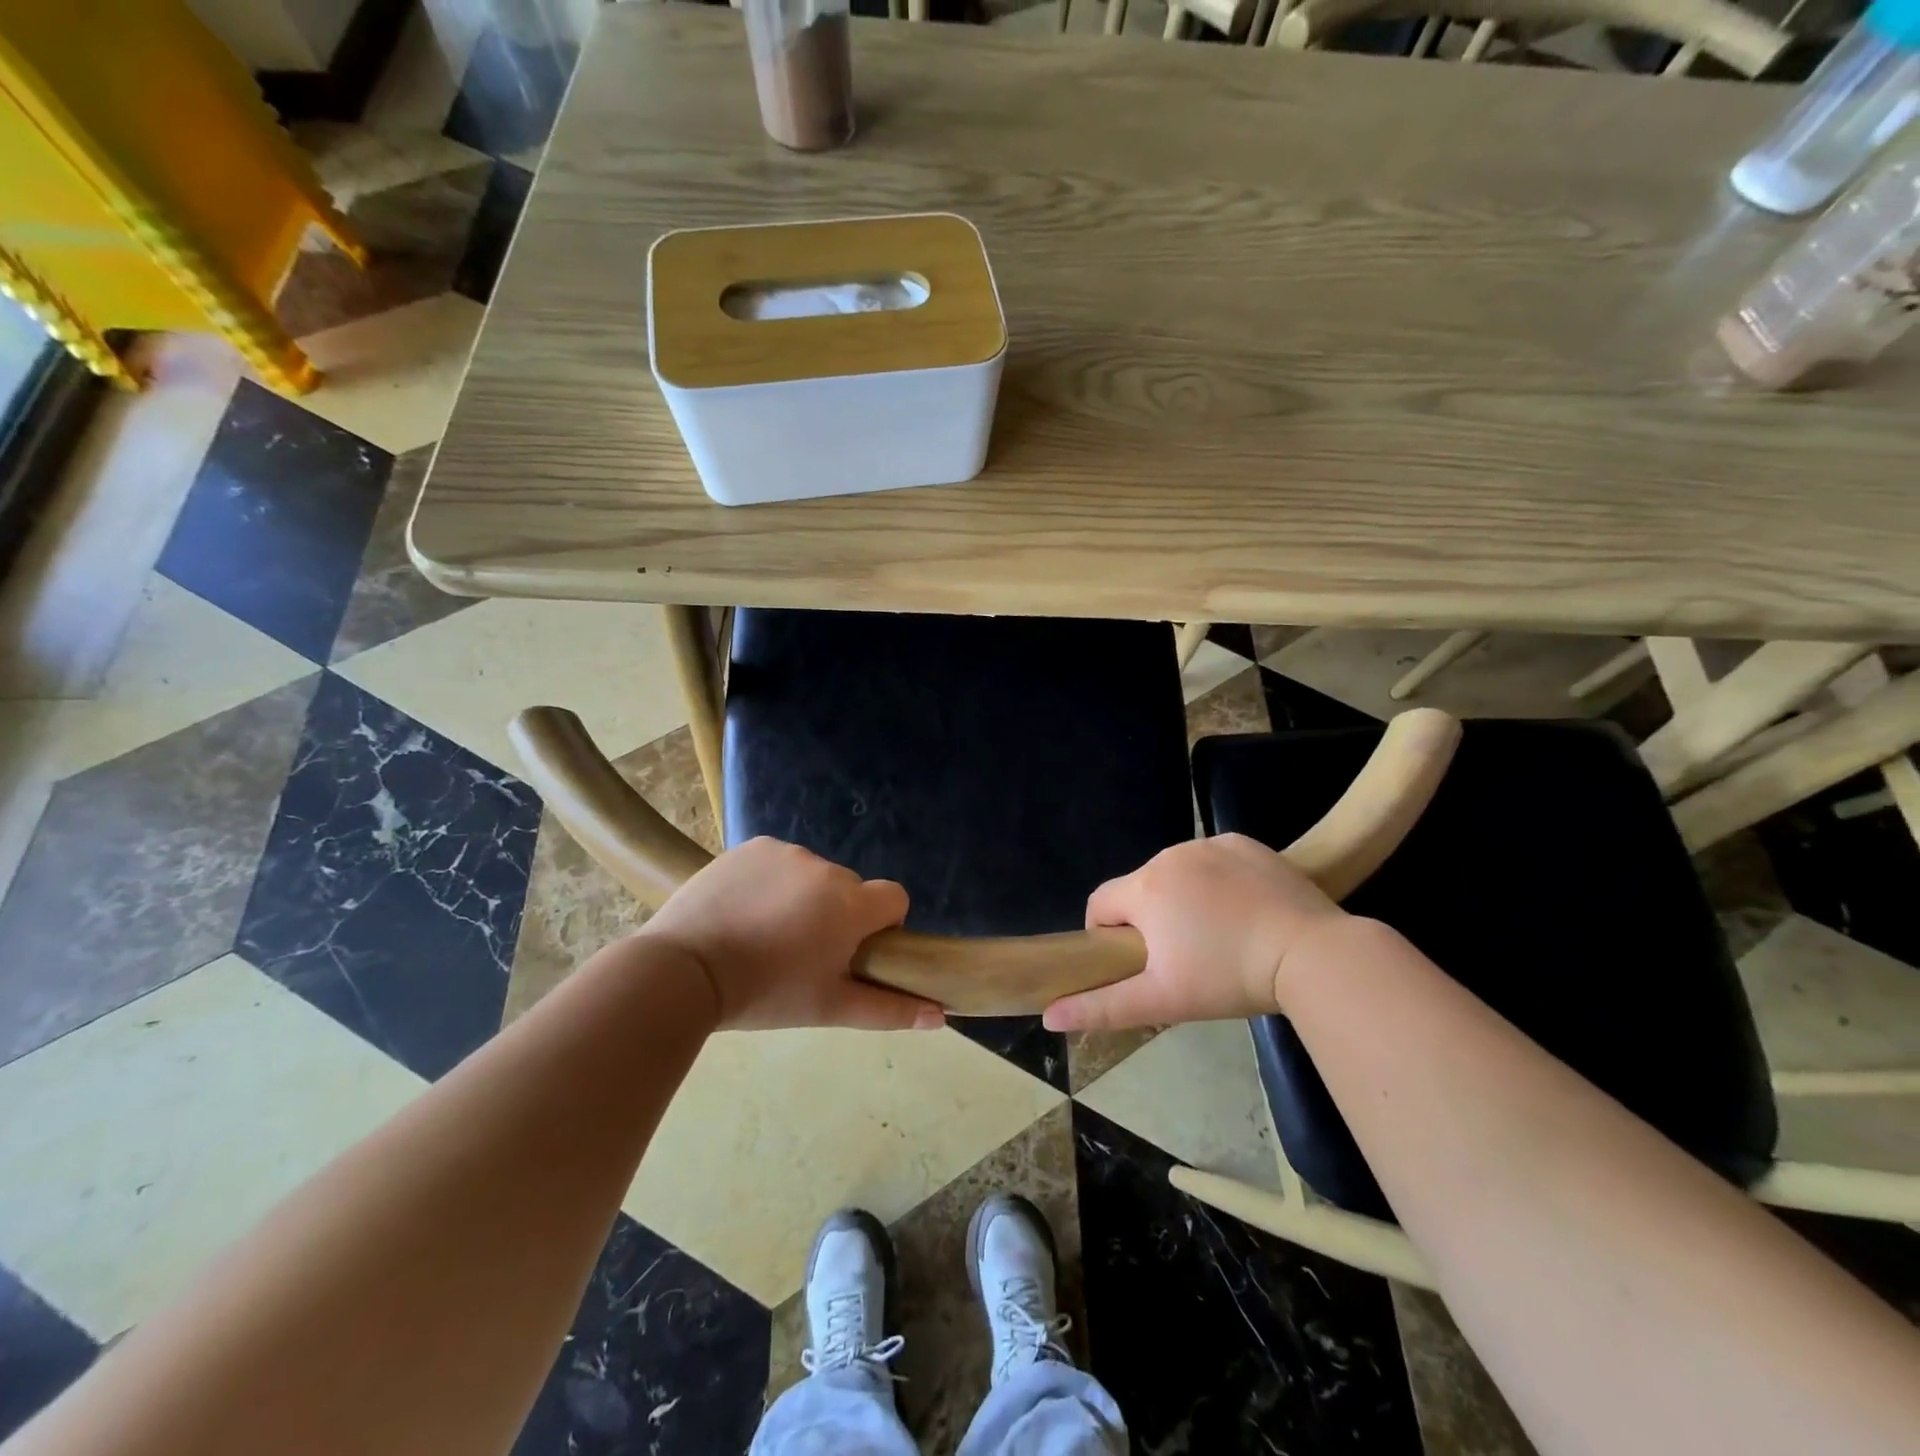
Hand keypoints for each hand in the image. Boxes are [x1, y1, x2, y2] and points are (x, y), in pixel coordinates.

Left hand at [637, 837, 943, 1031]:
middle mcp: (827, 868)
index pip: (894, 897)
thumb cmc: (766, 993)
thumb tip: (940, 1015)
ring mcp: (787, 852)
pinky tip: (743, 909)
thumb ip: (889, 1009)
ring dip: (803, 896)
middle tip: (800, 951)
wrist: (684, 968)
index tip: (851, 950)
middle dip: (837, 914)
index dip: (882, 924)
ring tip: (764, 933)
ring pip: (812, 874)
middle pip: (850, 888)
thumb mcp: (829, 1008)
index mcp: (852, 905)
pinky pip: (778, 861)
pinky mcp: (752, 846)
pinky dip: (770, 881)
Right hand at [1042, 834, 1348, 1031]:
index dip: (1106, 934)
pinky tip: (1243, 909)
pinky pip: (1213, 859)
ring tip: (1217, 935)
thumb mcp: (1163, 1000)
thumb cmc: (1228, 978)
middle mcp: (1169, 855)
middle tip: (1182, 958)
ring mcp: (1210, 844)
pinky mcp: (1245, 843)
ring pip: (1177, 873)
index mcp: (1144, 888)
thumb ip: (1102, 1007)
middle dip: (1150, 918)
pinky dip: (1217, 880)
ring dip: (1183, 898)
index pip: (1100, 904)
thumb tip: (1049, 1016)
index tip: (1134, 962)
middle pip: (1140, 888)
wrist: (1312, 954)